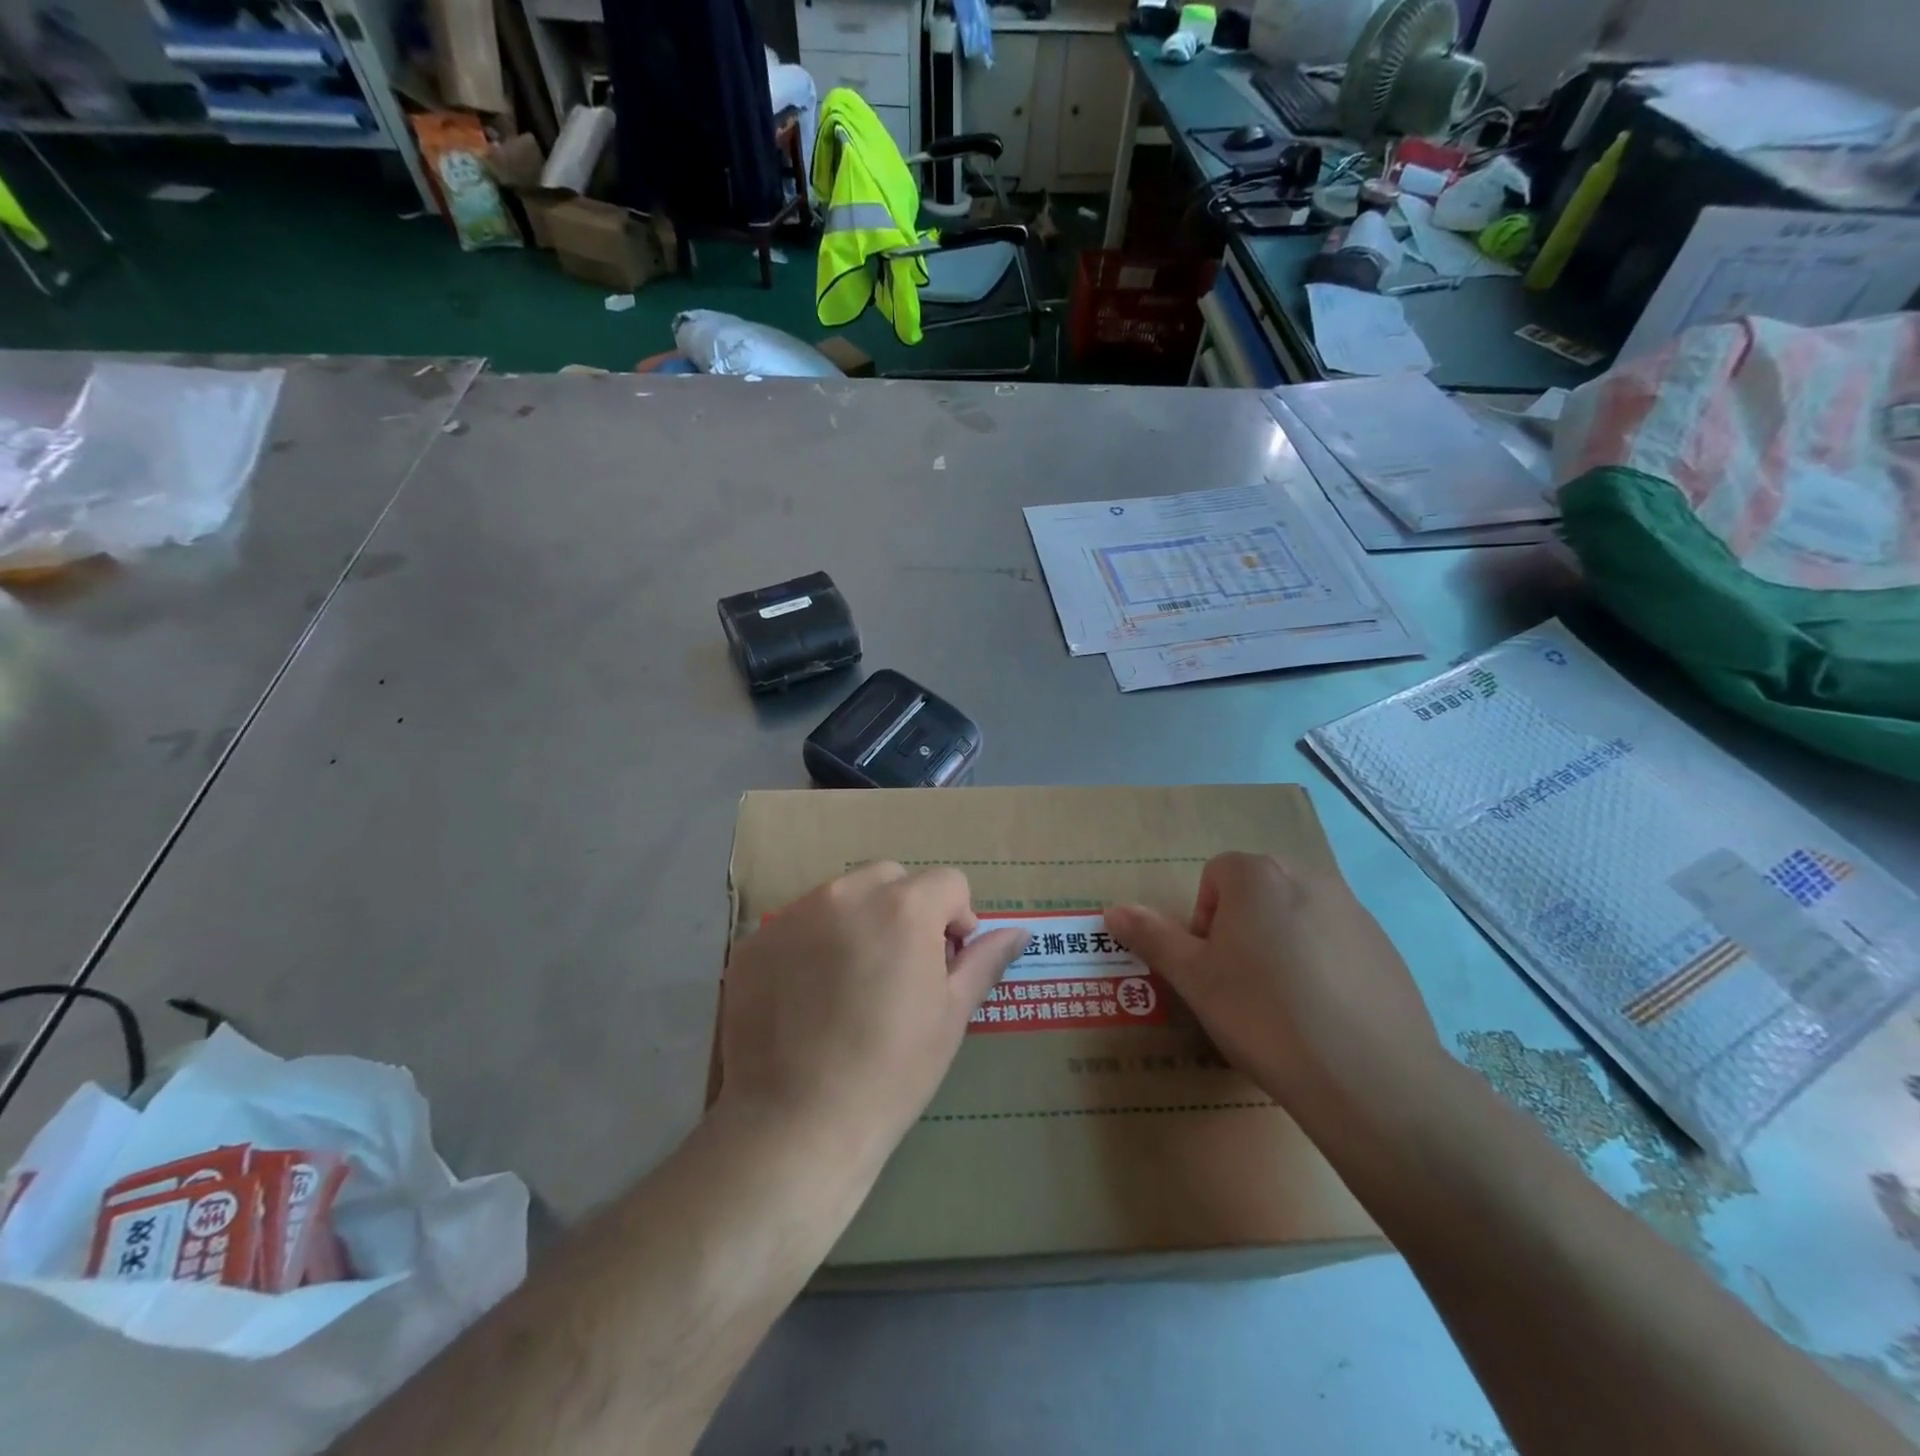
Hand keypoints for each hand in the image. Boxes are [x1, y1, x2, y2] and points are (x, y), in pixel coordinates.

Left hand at [716, 862, 1028, 1168]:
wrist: (796, 1124)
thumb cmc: (891, 1072)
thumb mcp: (950, 1016)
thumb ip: (984, 962)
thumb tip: (1020, 932)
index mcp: (902, 907)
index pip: (948, 882)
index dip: (957, 919)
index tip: (946, 963)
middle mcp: (845, 894)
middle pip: (891, 878)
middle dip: (907, 909)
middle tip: (902, 968)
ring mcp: (793, 915)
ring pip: (841, 896)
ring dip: (859, 921)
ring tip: (853, 983)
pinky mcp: (755, 942)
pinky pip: (799, 925)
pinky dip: (813, 944)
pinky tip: (810, 998)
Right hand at [1106, 853, 1443, 1129]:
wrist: (1369, 1078)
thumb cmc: (1263, 1015)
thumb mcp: (1194, 979)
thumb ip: (1152, 937)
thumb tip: (1113, 910)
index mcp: (1258, 876)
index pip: (1216, 875)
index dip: (1204, 920)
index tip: (1211, 967)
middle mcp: (1309, 878)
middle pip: (1258, 893)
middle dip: (1242, 930)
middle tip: (1240, 986)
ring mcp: (1355, 913)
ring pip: (1298, 918)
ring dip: (1281, 946)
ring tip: (1283, 1007)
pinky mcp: (1386, 950)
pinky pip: (1337, 945)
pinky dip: (1322, 967)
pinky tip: (1324, 1017)